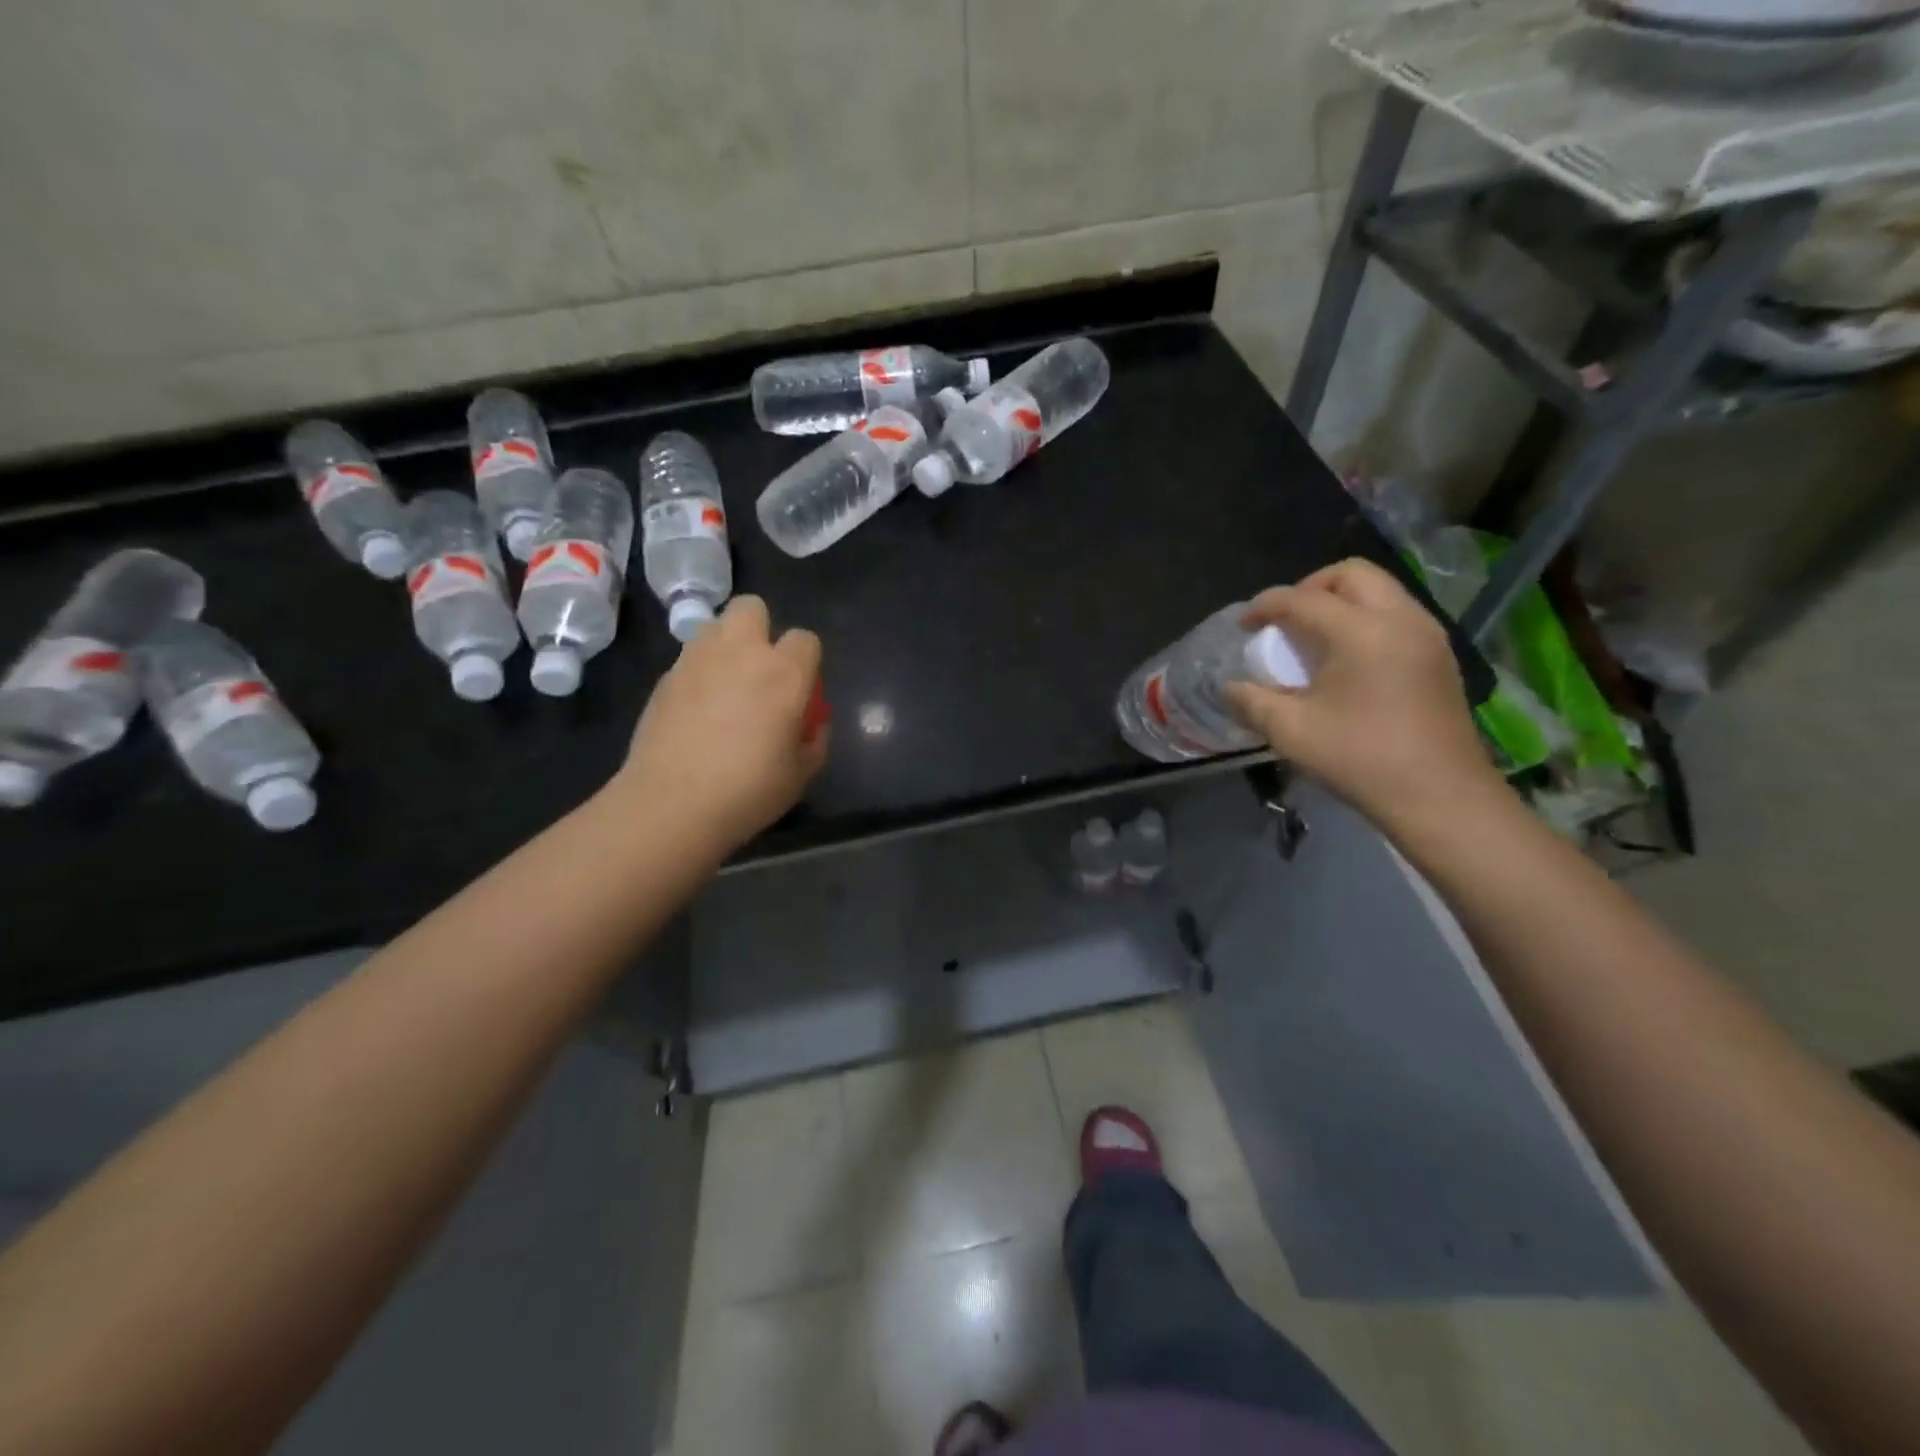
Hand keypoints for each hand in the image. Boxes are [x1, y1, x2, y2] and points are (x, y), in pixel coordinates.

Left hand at [615, 596, 827, 852]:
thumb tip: (809, 722)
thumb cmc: (749, 791)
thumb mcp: (802, 772)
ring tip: (726, 686)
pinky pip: (690, 659)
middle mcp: (741, 652)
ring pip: (715, 626)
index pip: (806, 639)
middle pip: (752, 607)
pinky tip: (697, 711)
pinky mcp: (664, 677)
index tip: (801, 690)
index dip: (807, 661)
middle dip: (760, 629)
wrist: (672, 804)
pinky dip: (699, 674)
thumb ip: (814, 738)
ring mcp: (696, 660)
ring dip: (726, 646)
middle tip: (760, 670)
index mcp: (784, 673)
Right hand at [1222, 559, 1499, 831]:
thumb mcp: (1291, 732)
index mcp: (1361, 631)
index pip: (1303, 599)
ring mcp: (1427, 635)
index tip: (1244, 625)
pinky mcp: (1439, 656)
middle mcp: (1399, 619)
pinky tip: (1347, 659)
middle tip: (1285, 620)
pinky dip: (1365, 619)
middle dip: (1310, 587)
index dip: (1266, 606)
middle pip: (1351, 574)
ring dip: (1340, 601)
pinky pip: (1396, 614)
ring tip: (1313, 638)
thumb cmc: (1361, 759)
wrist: (1440, 796)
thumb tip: (1231, 688)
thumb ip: (1252, 702)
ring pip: (1379, 590)